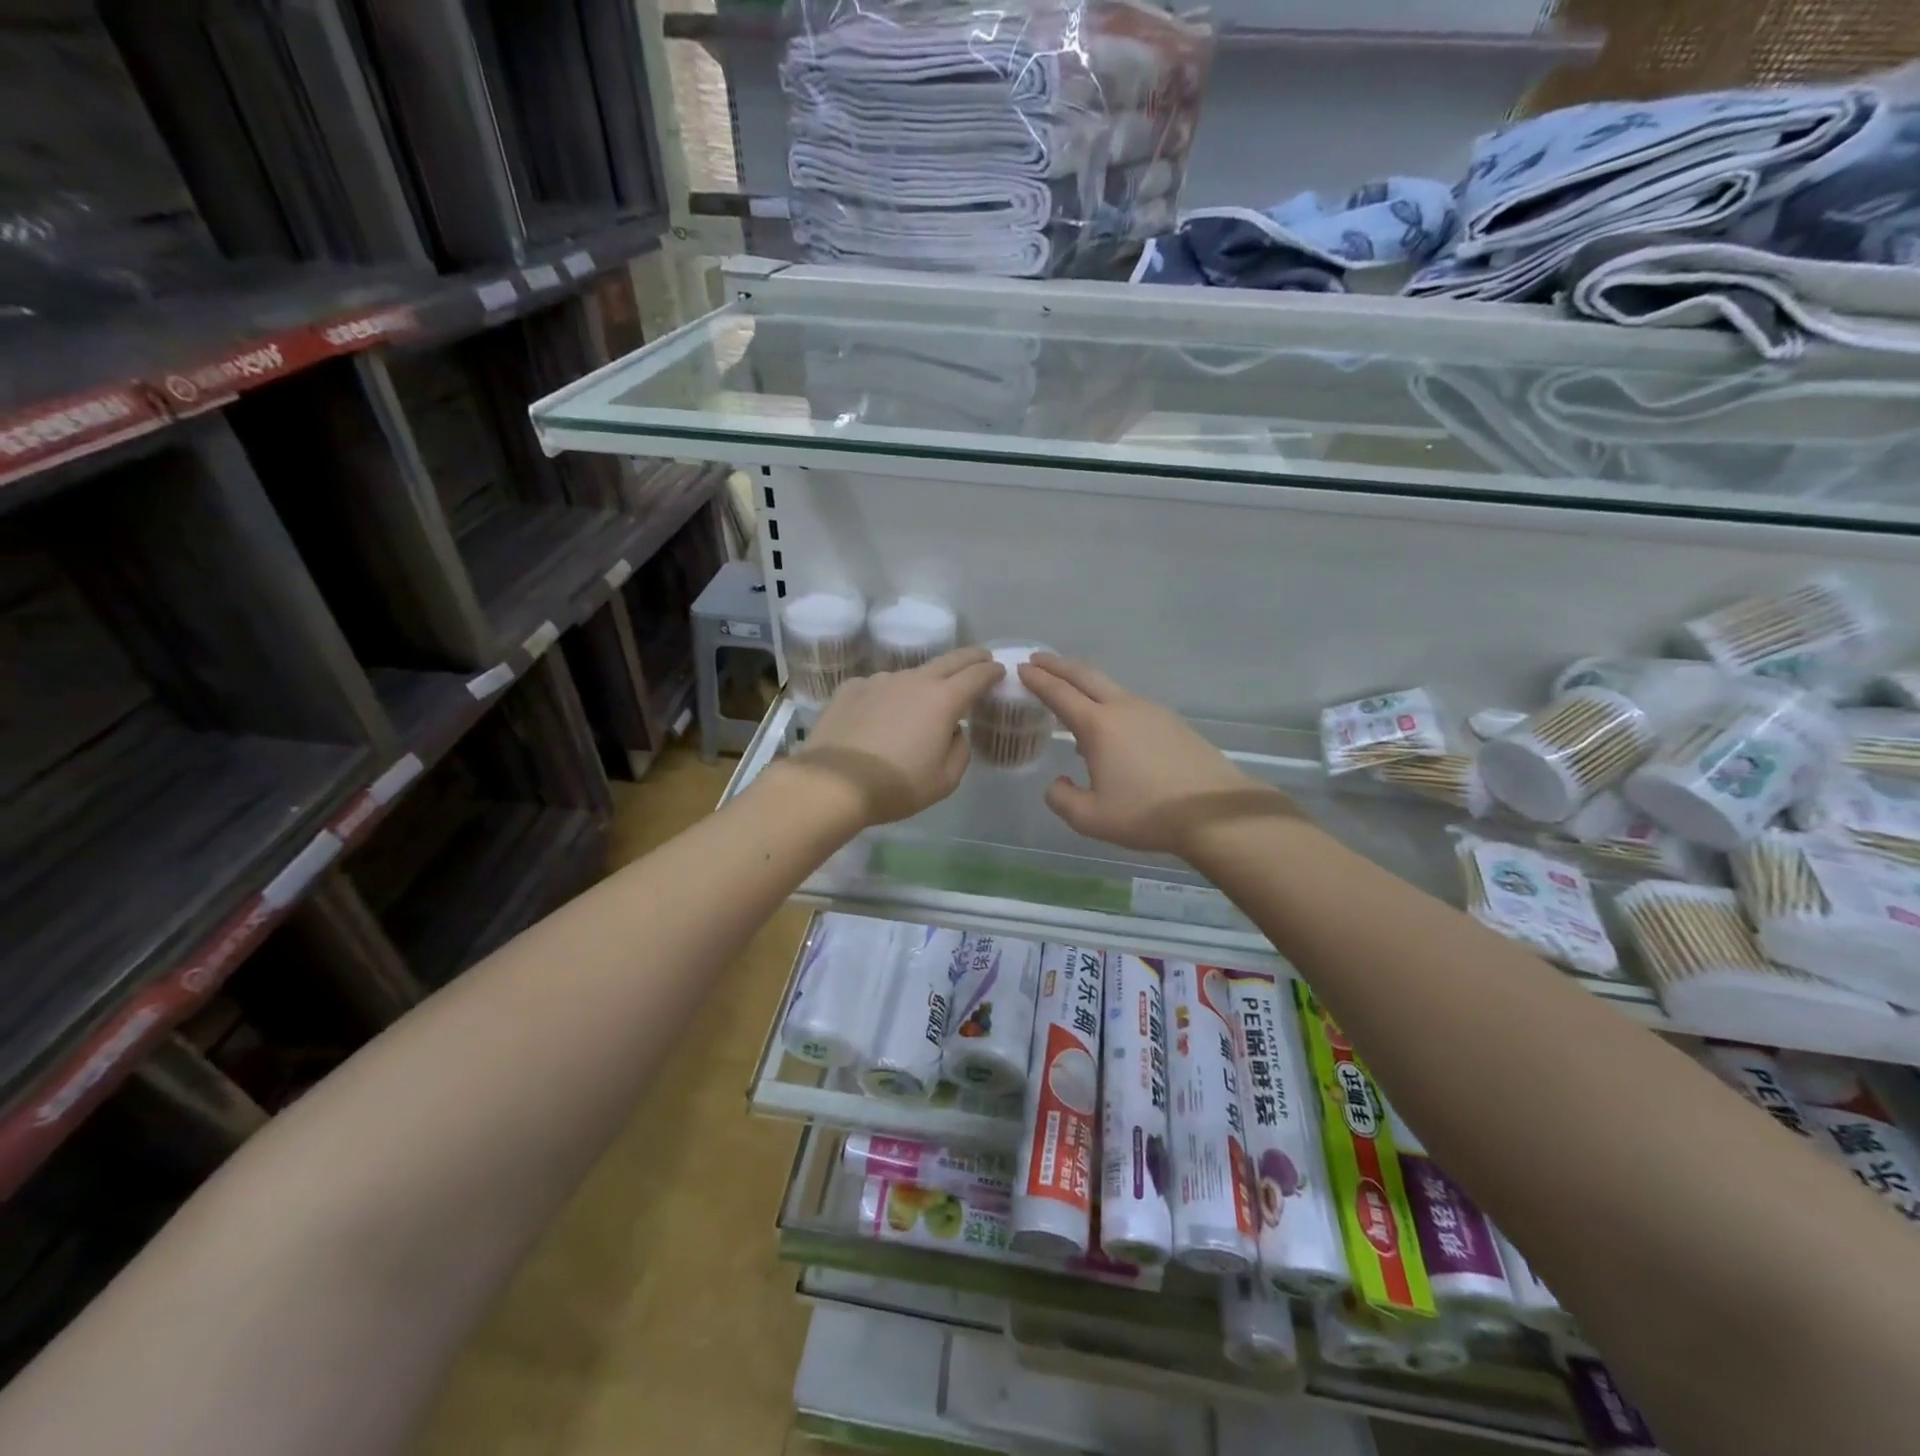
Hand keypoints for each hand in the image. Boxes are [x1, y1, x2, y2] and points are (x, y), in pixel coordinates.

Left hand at [788, 647, 1004, 826]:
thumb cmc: (897, 786)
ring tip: (921, 703)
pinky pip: (879, 688)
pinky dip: (888, 696)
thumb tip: (953, 731)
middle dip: (970, 658)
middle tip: (980, 658)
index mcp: (943, 700)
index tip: (999, 670)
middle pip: (949, 660)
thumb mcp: (945, 780)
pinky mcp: (851, 688)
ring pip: (911, 675)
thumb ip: (959, 749)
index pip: (977, 675)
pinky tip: (880, 716)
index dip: (991, 671)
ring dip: (924, 683)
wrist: (834, 783)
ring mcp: (879, 681)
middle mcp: (913, 680)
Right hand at [1018, 654, 1299, 855]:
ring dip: (1085, 683)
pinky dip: (1109, 703)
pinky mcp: (1172, 722)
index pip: (1059, 693)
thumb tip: (1057, 784)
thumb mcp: (1091, 818)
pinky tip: (1110, 727)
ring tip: (1071, 694)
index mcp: (1098, 726)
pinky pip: (1130, 704)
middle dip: (1058, 665)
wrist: (1213, 812)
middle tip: (1038, 660)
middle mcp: (1123, 708)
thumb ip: (1062, 799)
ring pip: (1110, 688)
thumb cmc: (1147, 814)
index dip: (1037, 680)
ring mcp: (1151, 712)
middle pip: (1085, 676)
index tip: (1021, 668)